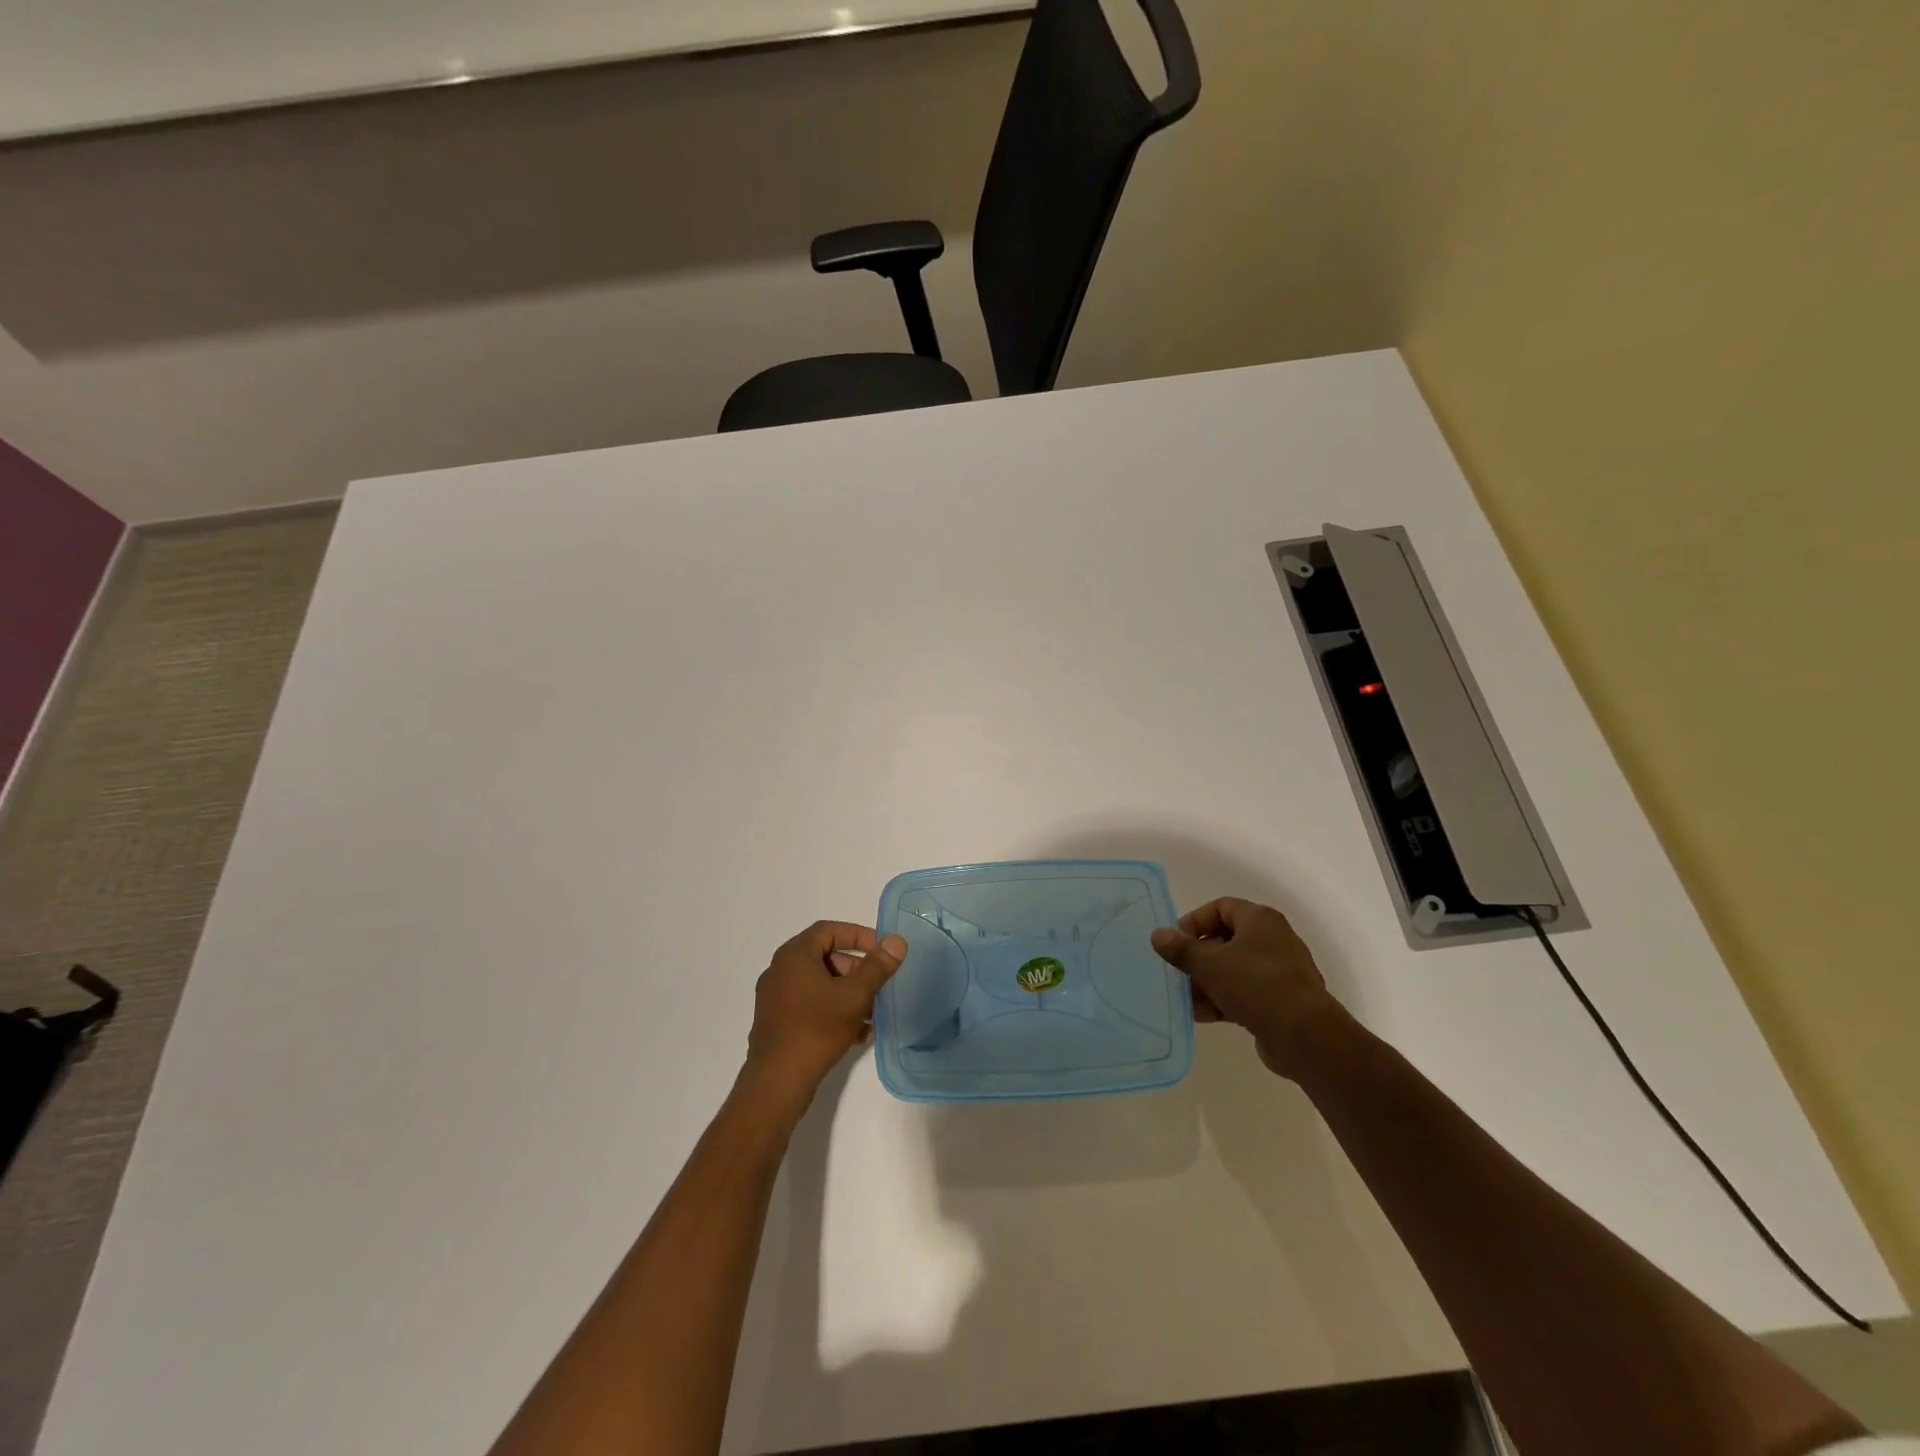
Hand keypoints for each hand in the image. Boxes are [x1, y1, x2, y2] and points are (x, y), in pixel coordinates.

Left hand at [744, 921, 906, 1101]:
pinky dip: (834, 1011)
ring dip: (849, 994)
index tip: (881, 950)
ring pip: (820, 985)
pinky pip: (811, 1006)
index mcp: (794, 956)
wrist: (777, 1083)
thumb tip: (896, 941)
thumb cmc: (816, 1029)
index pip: (829, 930)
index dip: (858, 935)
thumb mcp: (854, 996)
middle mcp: (780, 971)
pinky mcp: (778, 1023)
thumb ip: (877, 967)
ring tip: (873, 1014)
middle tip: (879, 985)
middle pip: (825, 958)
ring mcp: (776, 999)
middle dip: (856, 970)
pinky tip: (859, 1034)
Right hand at [1151, 898, 1344, 1078]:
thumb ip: (1181, 949)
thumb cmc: (1256, 985)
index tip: (1175, 942)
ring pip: (1233, 970)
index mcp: (1260, 920)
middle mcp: (1272, 940)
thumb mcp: (1210, 963)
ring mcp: (1279, 973)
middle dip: (1197, 957)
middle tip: (1177, 972)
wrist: (1305, 1036)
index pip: (1220, 907)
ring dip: (1206, 982)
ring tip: (1184, 999)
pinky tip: (1200, 1015)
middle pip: (1225, 940)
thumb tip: (1157, 934)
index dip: (1194, 921)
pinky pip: (1244, 994)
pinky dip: (1222, 1000)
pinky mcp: (1280, 1002)